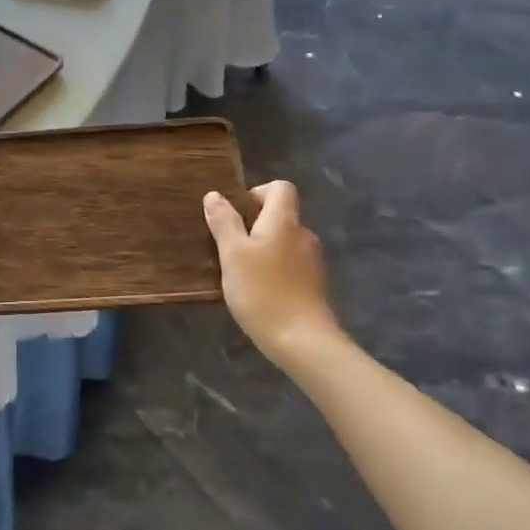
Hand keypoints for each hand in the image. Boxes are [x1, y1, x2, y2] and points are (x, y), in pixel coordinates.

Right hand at [203, 181, 340, 364]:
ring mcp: (312, 261)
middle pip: (281, 215)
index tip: (236, 214)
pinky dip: (275, 269)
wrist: (302, 341)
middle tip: (229, 246)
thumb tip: (215, 195)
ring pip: (284, 242)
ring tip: (241, 271)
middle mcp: (303, 234)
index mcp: (284, 221)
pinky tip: (259, 291)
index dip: (257, 193)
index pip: (280, 188)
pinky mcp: (314, 284)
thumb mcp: (233, 254)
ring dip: (264, 249)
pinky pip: (290, 264)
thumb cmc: (262, 291)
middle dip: (255, 224)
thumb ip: (224, 222)